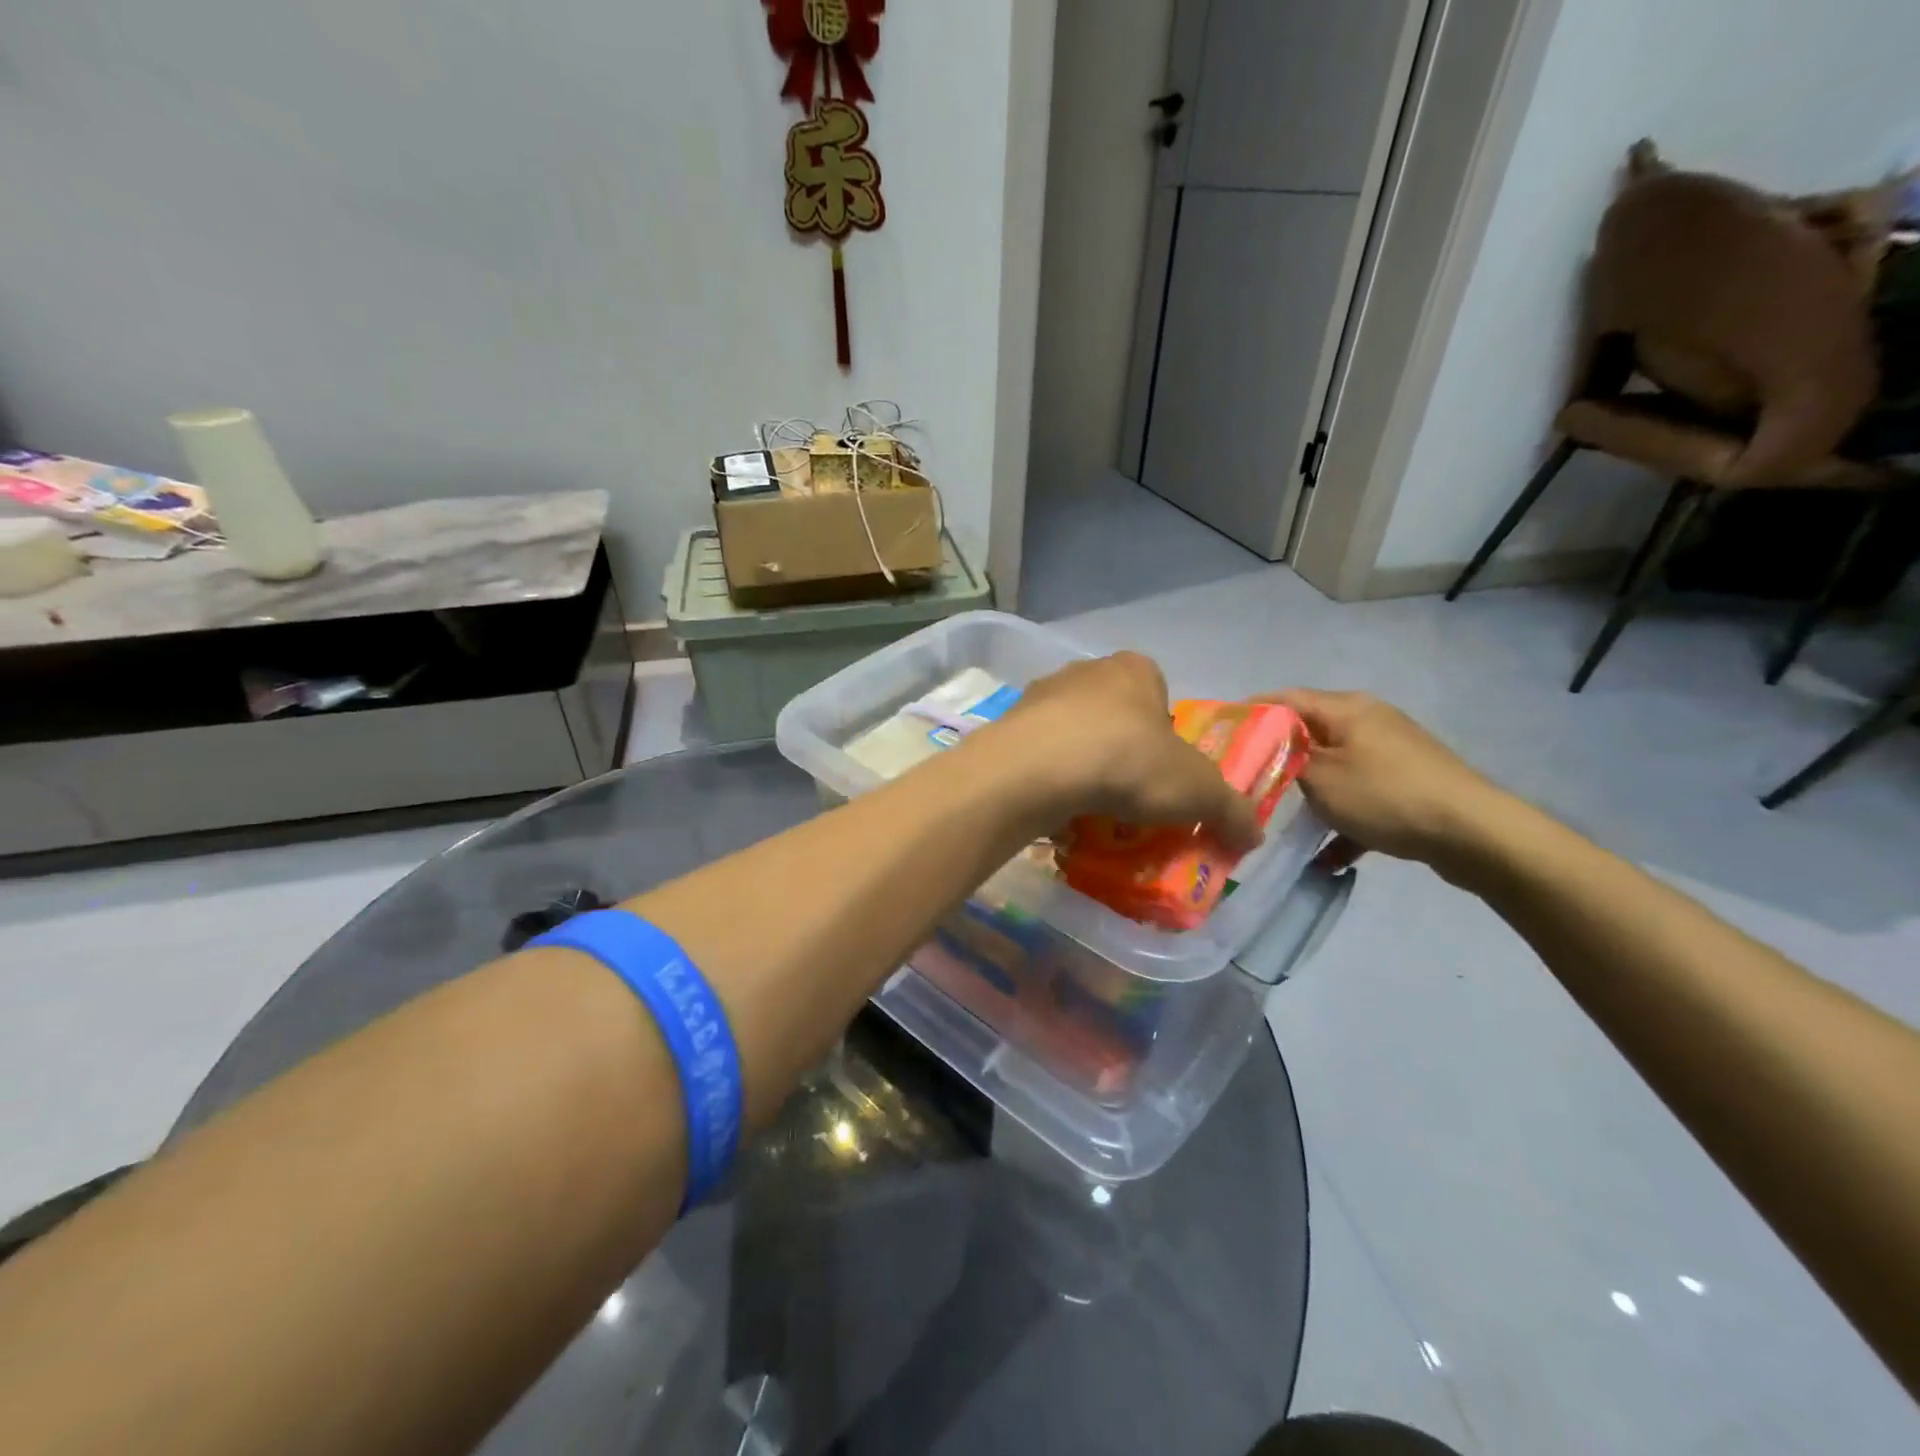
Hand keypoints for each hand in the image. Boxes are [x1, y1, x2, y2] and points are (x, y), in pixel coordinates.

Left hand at [996, 652, 1263, 851]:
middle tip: (1128, 794)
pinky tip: (1055, 806)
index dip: (1165, 734)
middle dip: (1121, 750)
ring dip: (1082, 763)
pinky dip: (1049, 776)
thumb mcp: (1197, 790)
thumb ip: (1231, 809)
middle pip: (1113, 713)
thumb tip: (1255, 833)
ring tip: (1089, 806)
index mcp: (1134, 669)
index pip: (1158, 694)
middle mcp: (1085, 671)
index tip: (1162, 773)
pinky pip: (1039, 753)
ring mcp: (1040, 695)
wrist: (1039, 768)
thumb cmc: (1128, 761)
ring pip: (1072, 732)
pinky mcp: (1008, 725)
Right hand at [1262, 689, 1512, 869]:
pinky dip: (1344, 820)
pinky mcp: (1409, 784)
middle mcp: (1370, 721)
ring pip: (1335, 769)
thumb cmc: (1385, 796)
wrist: (1473, 833)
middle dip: (1278, 759)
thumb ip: (1287, 760)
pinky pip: (1363, 797)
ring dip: (1311, 796)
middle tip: (1246, 781)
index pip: (1286, 698)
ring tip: (1283, 823)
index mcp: (1347, 709)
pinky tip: (1329, 858)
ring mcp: (1393, 753)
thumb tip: (1273, 751)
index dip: (1251, 712)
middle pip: (1310, 734)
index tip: (1222, 734)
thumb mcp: (1320, 778)